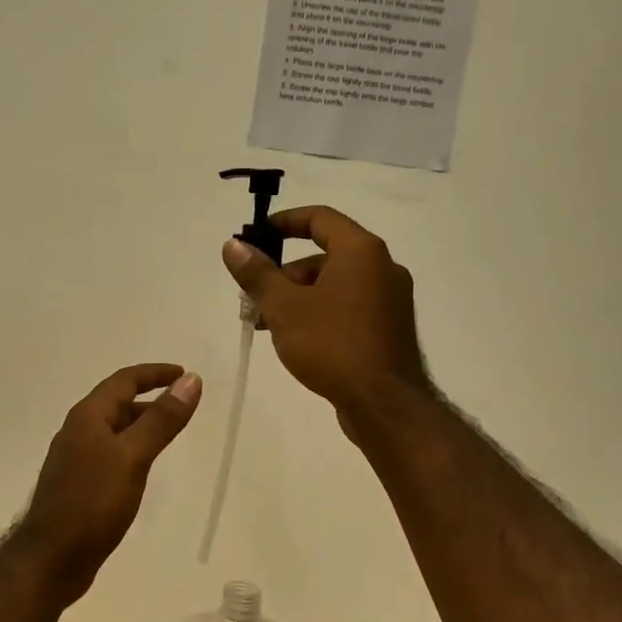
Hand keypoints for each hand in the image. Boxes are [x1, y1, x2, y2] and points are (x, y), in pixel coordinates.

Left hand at [16, 364, 202, 595]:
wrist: (51, 559)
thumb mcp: (133, 457)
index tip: (184, 374)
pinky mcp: (78, 485)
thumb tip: (190, 380)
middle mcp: (78, 431)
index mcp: (88, 417)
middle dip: (150, 398)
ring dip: (141, 424)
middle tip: (182, 405)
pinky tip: (143, 468)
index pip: (124, 380)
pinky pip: (110, 454)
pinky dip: (132, 449)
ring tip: (169, 432)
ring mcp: (75, 459)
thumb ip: (162, 419)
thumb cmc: (92, 503)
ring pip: (113, 430)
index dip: (155, 374)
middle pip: (117, 403)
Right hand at [222, 207, 430, 423]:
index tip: (256, 236)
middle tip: (253, 298)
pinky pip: (348, 306)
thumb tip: (232, 245)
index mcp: (360, 251)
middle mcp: (382, 267)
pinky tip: (297, 340)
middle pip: (324, 256)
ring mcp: (390, 299)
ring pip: (334, 285)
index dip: (284, 222)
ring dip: (298, 297)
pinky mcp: (389, 327)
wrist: (383, 403)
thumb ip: (257, 274)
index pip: (319, 218)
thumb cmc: (332, 345)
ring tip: (267, 325)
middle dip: (284, 273)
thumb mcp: (284, 307)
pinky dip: (320, 312)